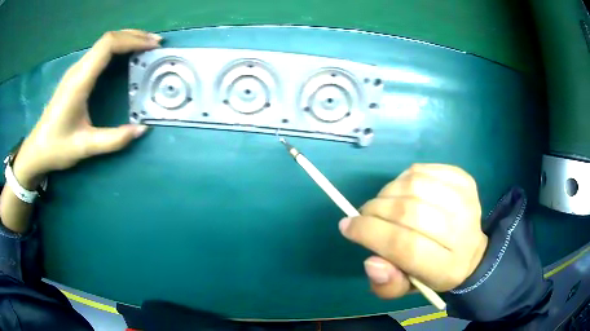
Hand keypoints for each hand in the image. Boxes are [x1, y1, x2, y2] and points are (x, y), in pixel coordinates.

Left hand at [13, 29, 161, 187]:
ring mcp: (76, 71)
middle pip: (108, 38)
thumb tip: (142, 130)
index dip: (132, 40)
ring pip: (103, 43)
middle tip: (154, 44)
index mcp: (79, 81)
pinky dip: (117, 48)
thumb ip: (114, 140)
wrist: (36, 150)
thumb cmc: (57, 148)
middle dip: (133, 36)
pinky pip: (99, 52)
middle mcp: (78, 69)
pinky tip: (125, 56)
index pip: (107, 46)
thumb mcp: (85, 147)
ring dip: (126, 40)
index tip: (151, 46)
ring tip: (145, 46)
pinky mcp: (75, 76)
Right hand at [339, 164, 487, 297]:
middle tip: (364, 215)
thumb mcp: (407, 288)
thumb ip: (387, 284)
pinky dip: (403, 179)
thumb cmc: (432, 272)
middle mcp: (462, 233)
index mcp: (447, 268)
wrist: (469, 249)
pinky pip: (423, 171)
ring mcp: (466, 201)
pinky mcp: (464, 180)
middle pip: (409, 212)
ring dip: (388, 192)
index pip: (405, 247)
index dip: (371, 233)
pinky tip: (402, 192)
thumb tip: (371, 262)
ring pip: (414, 186)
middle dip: (375, 211)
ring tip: (383, 204)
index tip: (348, 227)